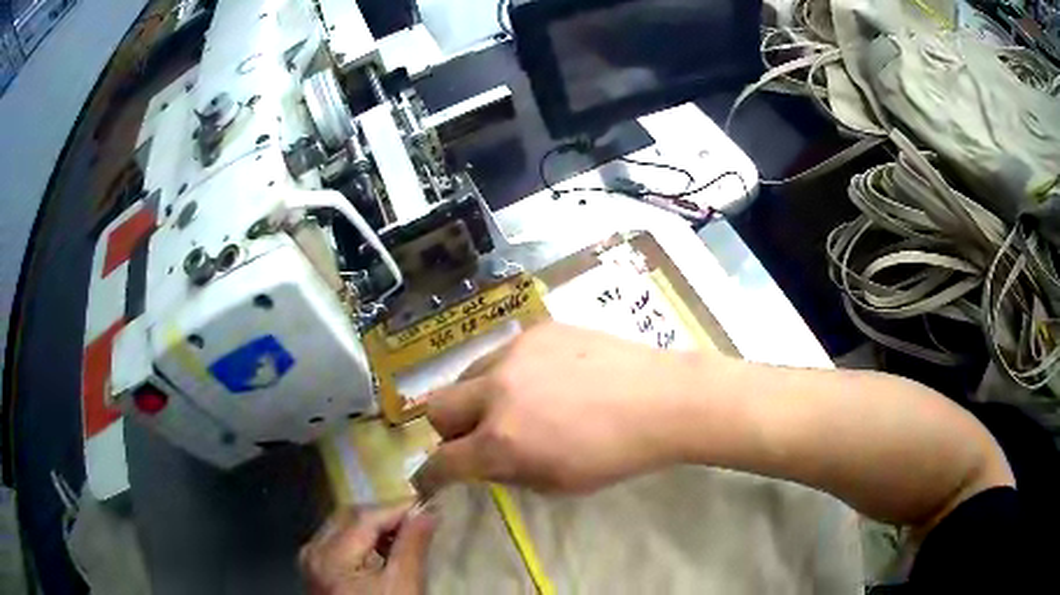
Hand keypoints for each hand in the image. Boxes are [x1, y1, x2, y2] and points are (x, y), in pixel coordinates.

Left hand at [299, 504, 436, 594]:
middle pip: (348, 516)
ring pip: (342, 525)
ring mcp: (311, 559)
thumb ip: (412, 546)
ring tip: (403, 534)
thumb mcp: (403, 586)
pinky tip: (381, 549)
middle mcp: (313, 550)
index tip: (427, 506)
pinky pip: (337, 540)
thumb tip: (427, 512)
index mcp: (330, 555)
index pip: (364, 516)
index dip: (397, 508)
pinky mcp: (315, 568)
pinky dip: (360, 538)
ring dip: (373, 525)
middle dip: (383, 514)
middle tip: (417, 519)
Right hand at [414, 323, 701, 495]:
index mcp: (501, 441)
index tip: (429, 481)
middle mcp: (495, 392)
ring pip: (466, 375)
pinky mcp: (535, 330)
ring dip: (475, 398)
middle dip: (446, 431)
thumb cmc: (614, 455)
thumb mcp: (555, 484)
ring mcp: (514, 354)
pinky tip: (542, 380)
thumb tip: (480, 462)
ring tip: (511, 405)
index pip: (442, 462)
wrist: (660, 400)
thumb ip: (505, 473)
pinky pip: (502, 355)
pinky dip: (507, 374)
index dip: (429, 477)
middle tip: (474, 438)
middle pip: (436, 408)